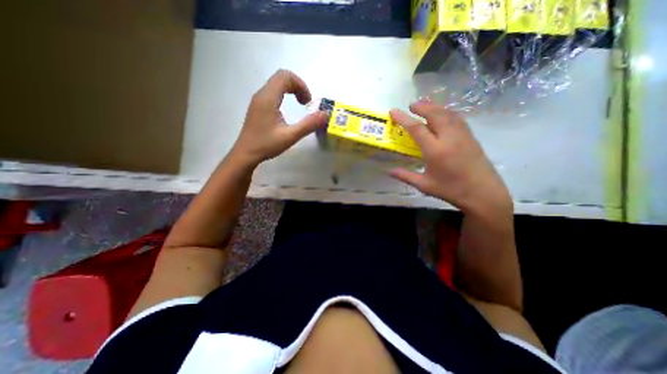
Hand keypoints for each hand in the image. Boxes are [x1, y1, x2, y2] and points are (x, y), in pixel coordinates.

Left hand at [231, 69, 328, 167]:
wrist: (246, 154)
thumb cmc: (266, 145)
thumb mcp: (290, 136)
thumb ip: (309, 125)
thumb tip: (326, 114)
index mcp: (268, 98)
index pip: (285, 76)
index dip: (301, 85)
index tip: (307, 102)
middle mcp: (261, 94)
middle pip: (281, 77)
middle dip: (297, 86)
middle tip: (305, 103)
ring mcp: (258, 100)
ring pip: (276, 84)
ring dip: (291, 90)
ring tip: (299, 105)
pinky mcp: (257, 106)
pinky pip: (273, 92)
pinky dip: (284, 95)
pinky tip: (287, 111)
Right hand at [393, 102, 510, 213]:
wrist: (483, 193)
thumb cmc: (451, 190)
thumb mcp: (424, 185)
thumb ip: (406, 176)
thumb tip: (390, 171)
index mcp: (435, 150)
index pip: (416, 128)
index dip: (403, 118)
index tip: (393, 111)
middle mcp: (449, 138)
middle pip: (435, 114)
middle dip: (422, 106)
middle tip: (411, 105)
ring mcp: (462, 135)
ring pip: (448, 113)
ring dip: (435, 107)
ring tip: (425, 106)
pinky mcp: (471, 136)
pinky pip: (457, 118)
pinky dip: (446, 112)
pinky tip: (442, 115)